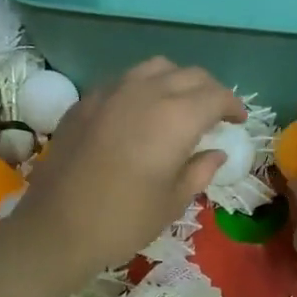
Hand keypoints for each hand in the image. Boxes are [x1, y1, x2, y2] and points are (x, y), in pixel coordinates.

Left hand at [1, 59, 244, 285]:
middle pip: (188, 74)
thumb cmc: (124, 220)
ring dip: (175, 81)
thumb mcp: (173, 202)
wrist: (57, 228)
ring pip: (154, 68)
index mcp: (175, 117)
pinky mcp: (84, 101)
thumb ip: (199, 170)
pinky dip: (143, 88)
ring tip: (179, 106)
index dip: (233, 105)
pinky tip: (140, 114)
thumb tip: (216, 153)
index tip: (239, 120)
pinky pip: (123, 81)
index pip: (215, 95)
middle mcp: (145, 92)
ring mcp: (110, 92)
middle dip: (208, 90)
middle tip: (215, 113)